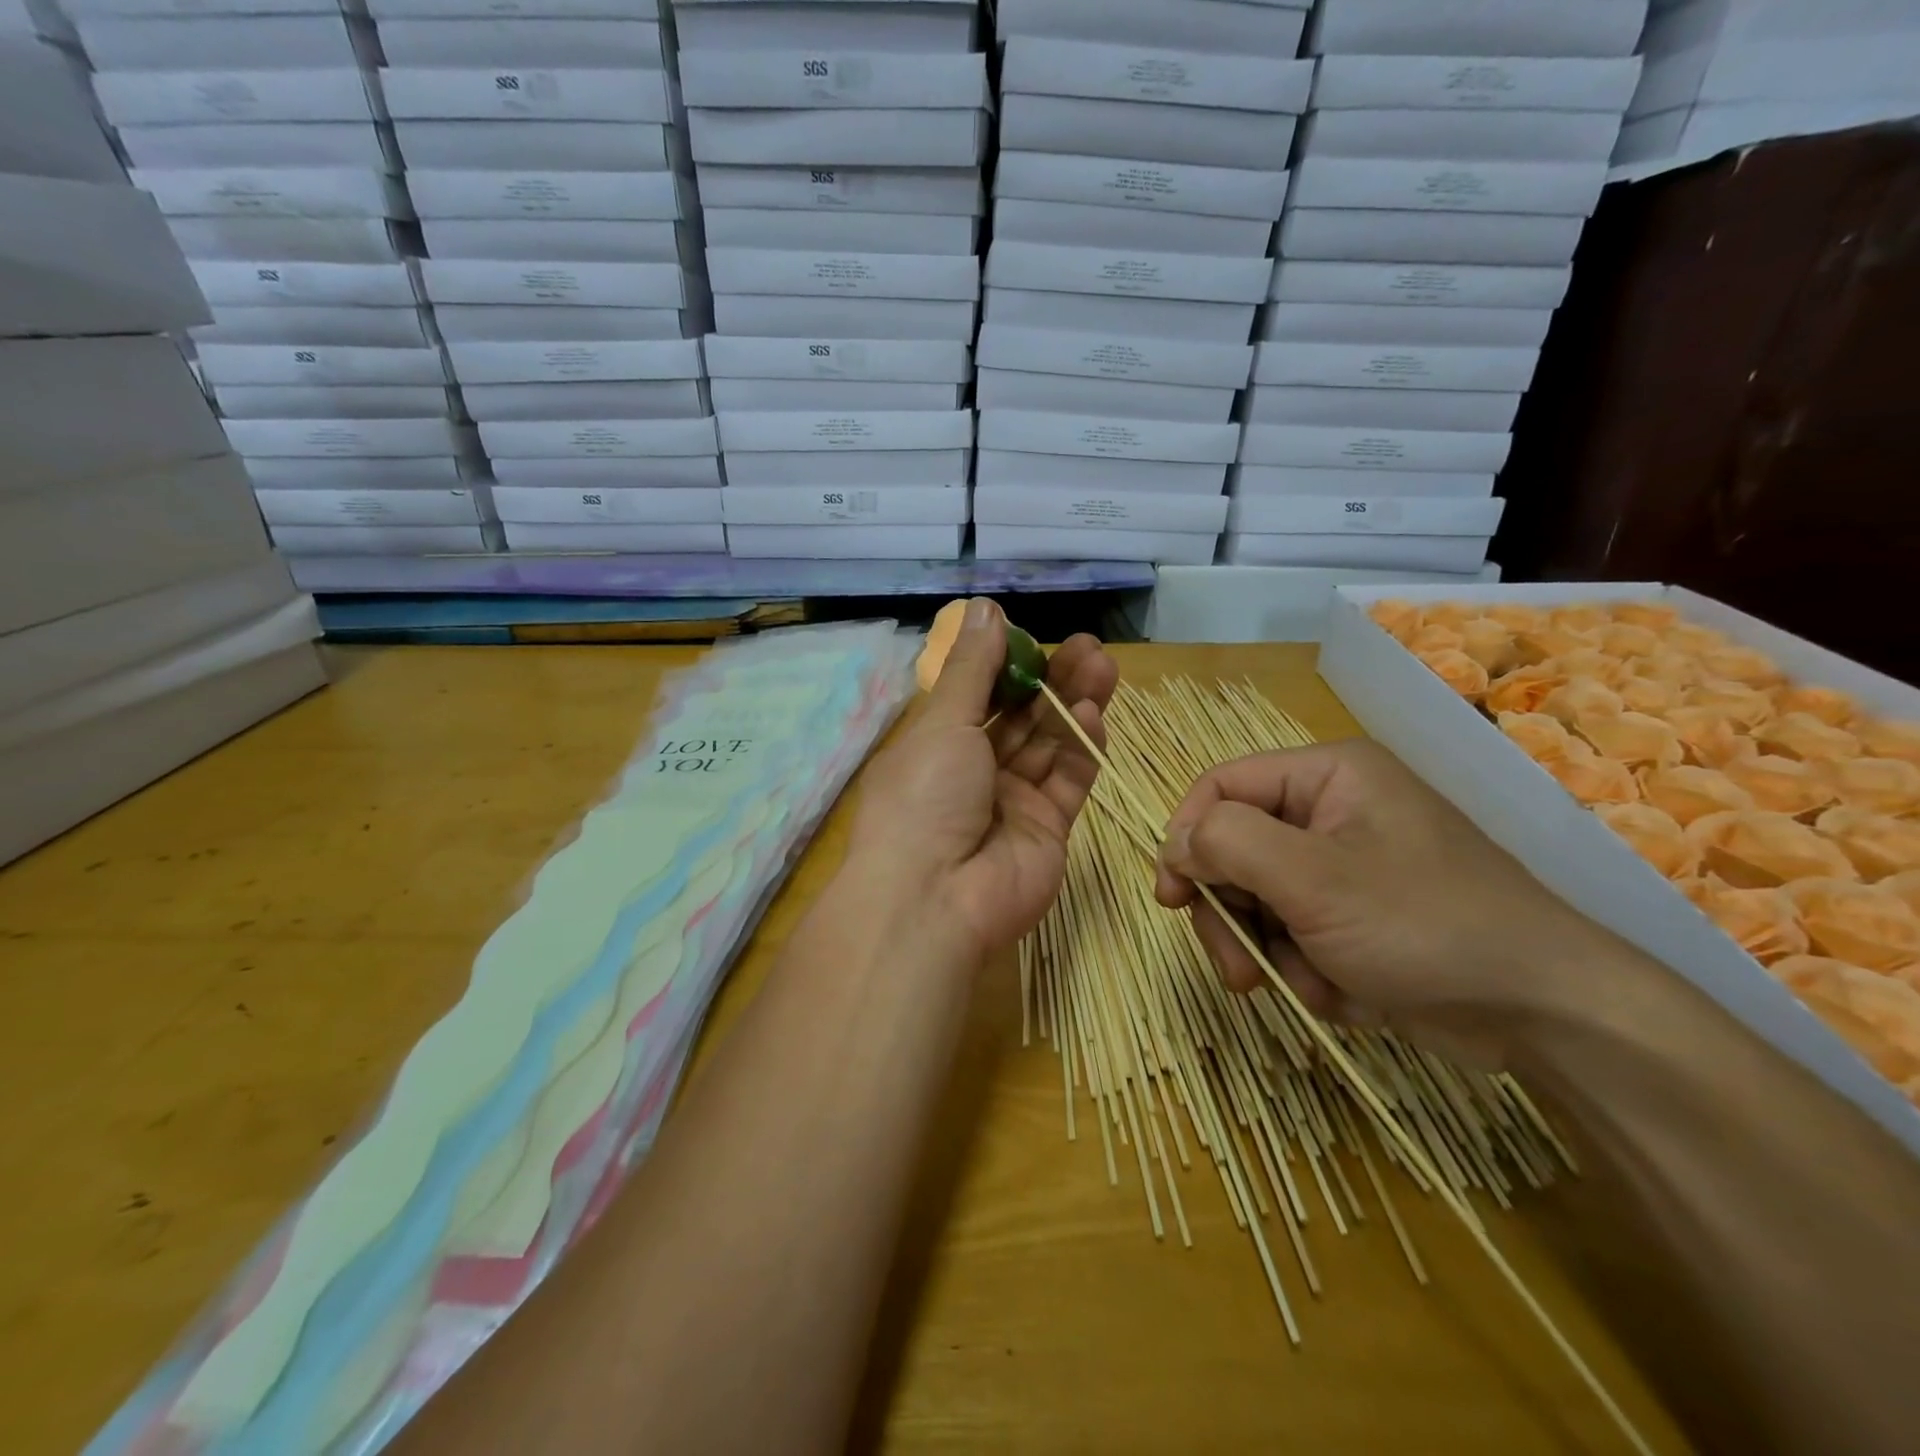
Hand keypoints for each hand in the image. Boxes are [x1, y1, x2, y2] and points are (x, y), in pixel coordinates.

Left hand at [849, 599, 1118, 960]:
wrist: (935, 900)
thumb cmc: (924, 798)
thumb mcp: (943, 724)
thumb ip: (974, 669)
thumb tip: (984, 609)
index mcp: (937, 747)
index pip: (979, 696)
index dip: (1007, 666)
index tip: (1035, 637)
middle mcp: (974, 773)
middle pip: (1021, 718)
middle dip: (1051, 680)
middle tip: (1087, 646)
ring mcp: (1013, 802)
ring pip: (1050, 744)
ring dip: (1073, 705)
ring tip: (1102, 665)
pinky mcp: (1048, 829)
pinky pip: (1068, 781)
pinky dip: (1082, 747)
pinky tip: (1094, 713)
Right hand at [1153, 740, 1617, 1064]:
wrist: (1546, 1014)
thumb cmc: (1425, 924)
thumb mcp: (1314, 879)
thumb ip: (1229, 844)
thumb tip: (1177, 842)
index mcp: (1327, 775)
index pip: (1221, 786)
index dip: (1186, 836)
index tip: (1171, 897)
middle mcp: (1331, 811)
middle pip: (1234, 849)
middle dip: (1232, 914)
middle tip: (1239, 969)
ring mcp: (1344, 866)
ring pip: (1259, 899)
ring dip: (1270, 951)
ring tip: (1306, 987)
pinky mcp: (1356, 916)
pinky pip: (1295, 933)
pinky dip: (1307, 969)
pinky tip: (1344, 994)